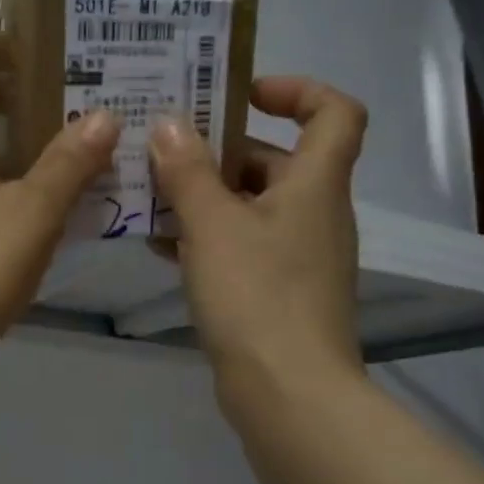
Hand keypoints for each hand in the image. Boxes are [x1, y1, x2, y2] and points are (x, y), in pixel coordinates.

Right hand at [148, 77, 367, 420]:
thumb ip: (188, 170)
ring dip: (205, 197)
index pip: (334, 112)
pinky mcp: (279, 292)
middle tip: (165, 150)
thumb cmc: (257, 295)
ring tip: (150, 198)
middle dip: (221, 151)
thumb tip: (170, 123)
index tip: (241, 95)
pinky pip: (243, 247)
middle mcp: (315, 213)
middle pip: (276, 161)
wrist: (288, 393)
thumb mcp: (212, 224)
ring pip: (251, 207)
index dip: (296, 90)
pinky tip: (161, 247)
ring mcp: (299, 256)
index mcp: (315, 184)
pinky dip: (207, 239)